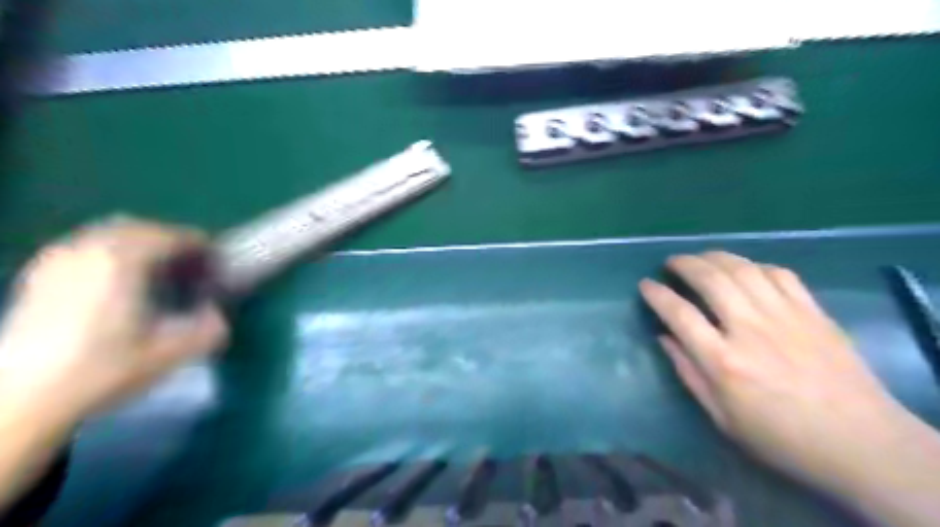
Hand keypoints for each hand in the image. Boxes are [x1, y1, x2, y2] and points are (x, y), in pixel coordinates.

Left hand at [0, 217, 228, 425]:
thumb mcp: (171, 353)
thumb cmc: (102, 370)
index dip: (200, 245)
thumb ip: (208, 329)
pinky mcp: (38, 278)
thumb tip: (216, 313)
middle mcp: (88, 250)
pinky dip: (108, 254)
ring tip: (156, 272)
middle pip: (138, 228)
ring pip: (107, 235)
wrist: (21, 400)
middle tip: (190, 265)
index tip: (217, 261)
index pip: (170, 236)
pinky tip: (116, 281)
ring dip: (139, 245)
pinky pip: (83, 248)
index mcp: (122, 261)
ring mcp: (57, 261)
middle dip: (169, 240)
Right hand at [640, 251, 911, 489]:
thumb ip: (688, 372)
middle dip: (684, 264)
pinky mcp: (812, 312)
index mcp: (723, 361)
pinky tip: (745, 270)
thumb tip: (664, 338)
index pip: (679, 313)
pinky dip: (755, 265)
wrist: (860, 443)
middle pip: (710, 279)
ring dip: (715, 257)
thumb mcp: (721, 416)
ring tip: (701, 258)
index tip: (645, 284)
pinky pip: (780, 274)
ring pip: (743, 269)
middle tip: (671, 263)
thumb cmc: (779, 436)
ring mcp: (785, 316)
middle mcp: (750, 329)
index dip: (656, 294)